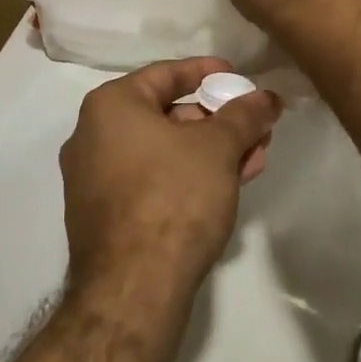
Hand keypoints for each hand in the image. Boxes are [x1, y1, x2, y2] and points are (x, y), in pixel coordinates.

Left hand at [60, 57, 282, 295]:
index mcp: (110, 107)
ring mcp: (95, 179)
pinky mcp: (106, 216)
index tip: (239, 76)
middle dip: (217, 119)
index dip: (208, 72)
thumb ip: (244, 115)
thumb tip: (266, 97)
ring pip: (163, 151)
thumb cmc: (173, 196)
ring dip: (211, 150)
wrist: (133, 289)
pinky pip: (153, 179)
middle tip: (254, 124)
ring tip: (254, 156)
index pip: (165, 73)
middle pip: (166, 113)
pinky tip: (228, 183)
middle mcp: (93, 136)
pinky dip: (189, 175)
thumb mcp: (218, 147)